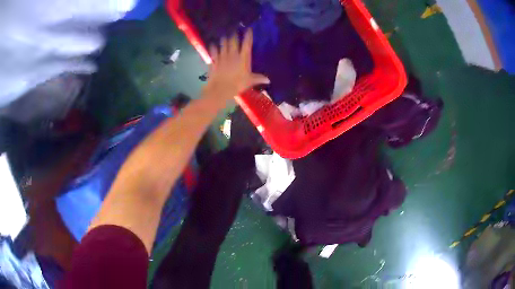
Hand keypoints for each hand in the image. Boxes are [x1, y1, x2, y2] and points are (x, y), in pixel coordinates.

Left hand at [203, 29, 269, 108]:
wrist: (221, 89)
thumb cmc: (237, 85)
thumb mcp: (250, 81)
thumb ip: (258, 78)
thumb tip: (268, 80)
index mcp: (243, 58)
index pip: (247, 44)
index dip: (248, 36)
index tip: (249, 29)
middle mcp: (233, 54)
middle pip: (233, 41)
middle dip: (234, 35)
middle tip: (234, 31)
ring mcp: (222, 57)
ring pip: (223, 45)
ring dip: (224, 40)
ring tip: (224, 36)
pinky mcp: (215, 61)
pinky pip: (213, 52)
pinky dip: (213, 48)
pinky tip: (212, 45)